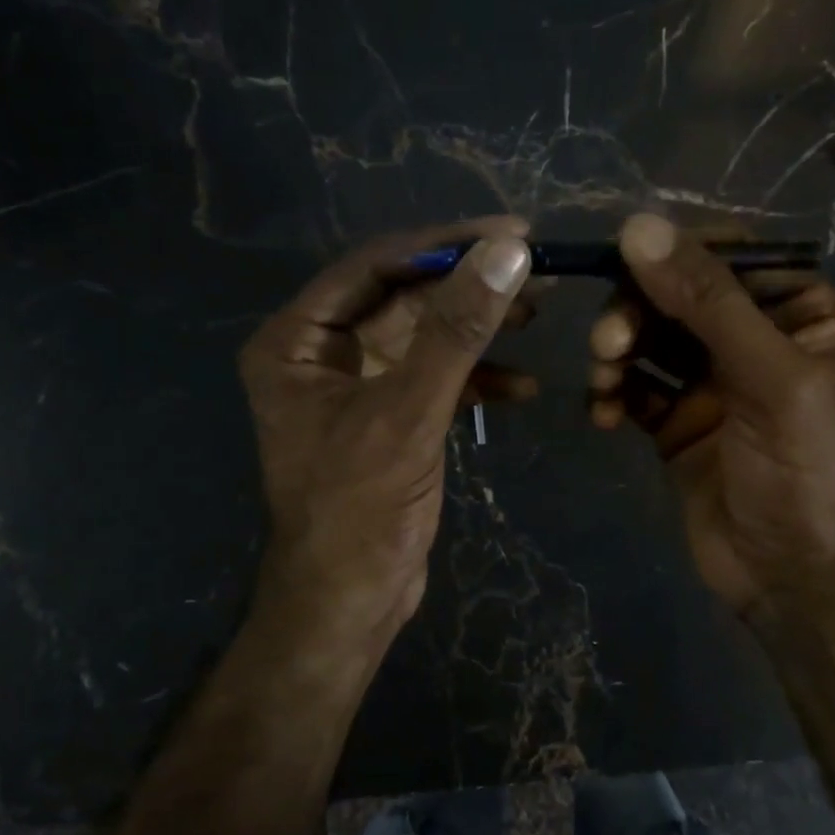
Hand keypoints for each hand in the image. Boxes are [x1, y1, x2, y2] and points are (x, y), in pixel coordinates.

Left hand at [240, 218, 534, 643]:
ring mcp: (354, 387)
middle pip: (402, 298)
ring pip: (423, 338)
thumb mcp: (408, 414)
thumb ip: (456, 331)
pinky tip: (522, 389)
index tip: (512, 232)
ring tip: (537, 317)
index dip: (444, 245)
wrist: (348, 603)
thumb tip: (507, 251)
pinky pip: (432, 380)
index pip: (374, 267)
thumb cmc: (359, 510)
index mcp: (296, 341)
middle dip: (467, 289)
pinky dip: (475, 381)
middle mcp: (319, 354)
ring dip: (477, 331)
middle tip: (536, 273)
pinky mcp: (387, 419)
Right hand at [587, 214, 834, 619]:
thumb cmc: (803, 471)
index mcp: (804, 314)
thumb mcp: (769, 377)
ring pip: (649, 339)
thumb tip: (638, 226)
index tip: (623, 263)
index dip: (676, 255)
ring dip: (617, 351)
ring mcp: (713, 383)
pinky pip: (633, 388)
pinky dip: (612, 393)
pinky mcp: (677, 422)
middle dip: (637, 312)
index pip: (732, 257)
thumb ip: (707, 302)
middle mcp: (757, 340)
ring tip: (602, 381)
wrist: (792, 576)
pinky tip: (601, 415)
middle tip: (607, 342)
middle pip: (679, 296)